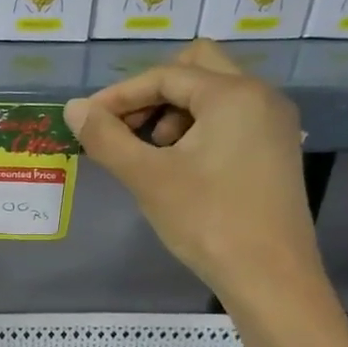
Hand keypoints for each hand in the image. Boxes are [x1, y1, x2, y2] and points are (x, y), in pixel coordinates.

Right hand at [63, 39, 322, 309]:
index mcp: (233, 95)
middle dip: (152, 93)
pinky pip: (228, 118)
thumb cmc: (208, 221)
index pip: (164, 75)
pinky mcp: (274, 149)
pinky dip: (196, 128)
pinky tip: (177, 166)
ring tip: (149, 154)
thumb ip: (105, 137)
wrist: (270, 278)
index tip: (87, 120)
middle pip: (195, 68)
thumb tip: (73, 108)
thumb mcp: (147, 177)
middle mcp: (261, 96)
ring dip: (172, 112)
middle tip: (125, 127)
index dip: (119, 95)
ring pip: (212, 94)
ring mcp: (273, 123)